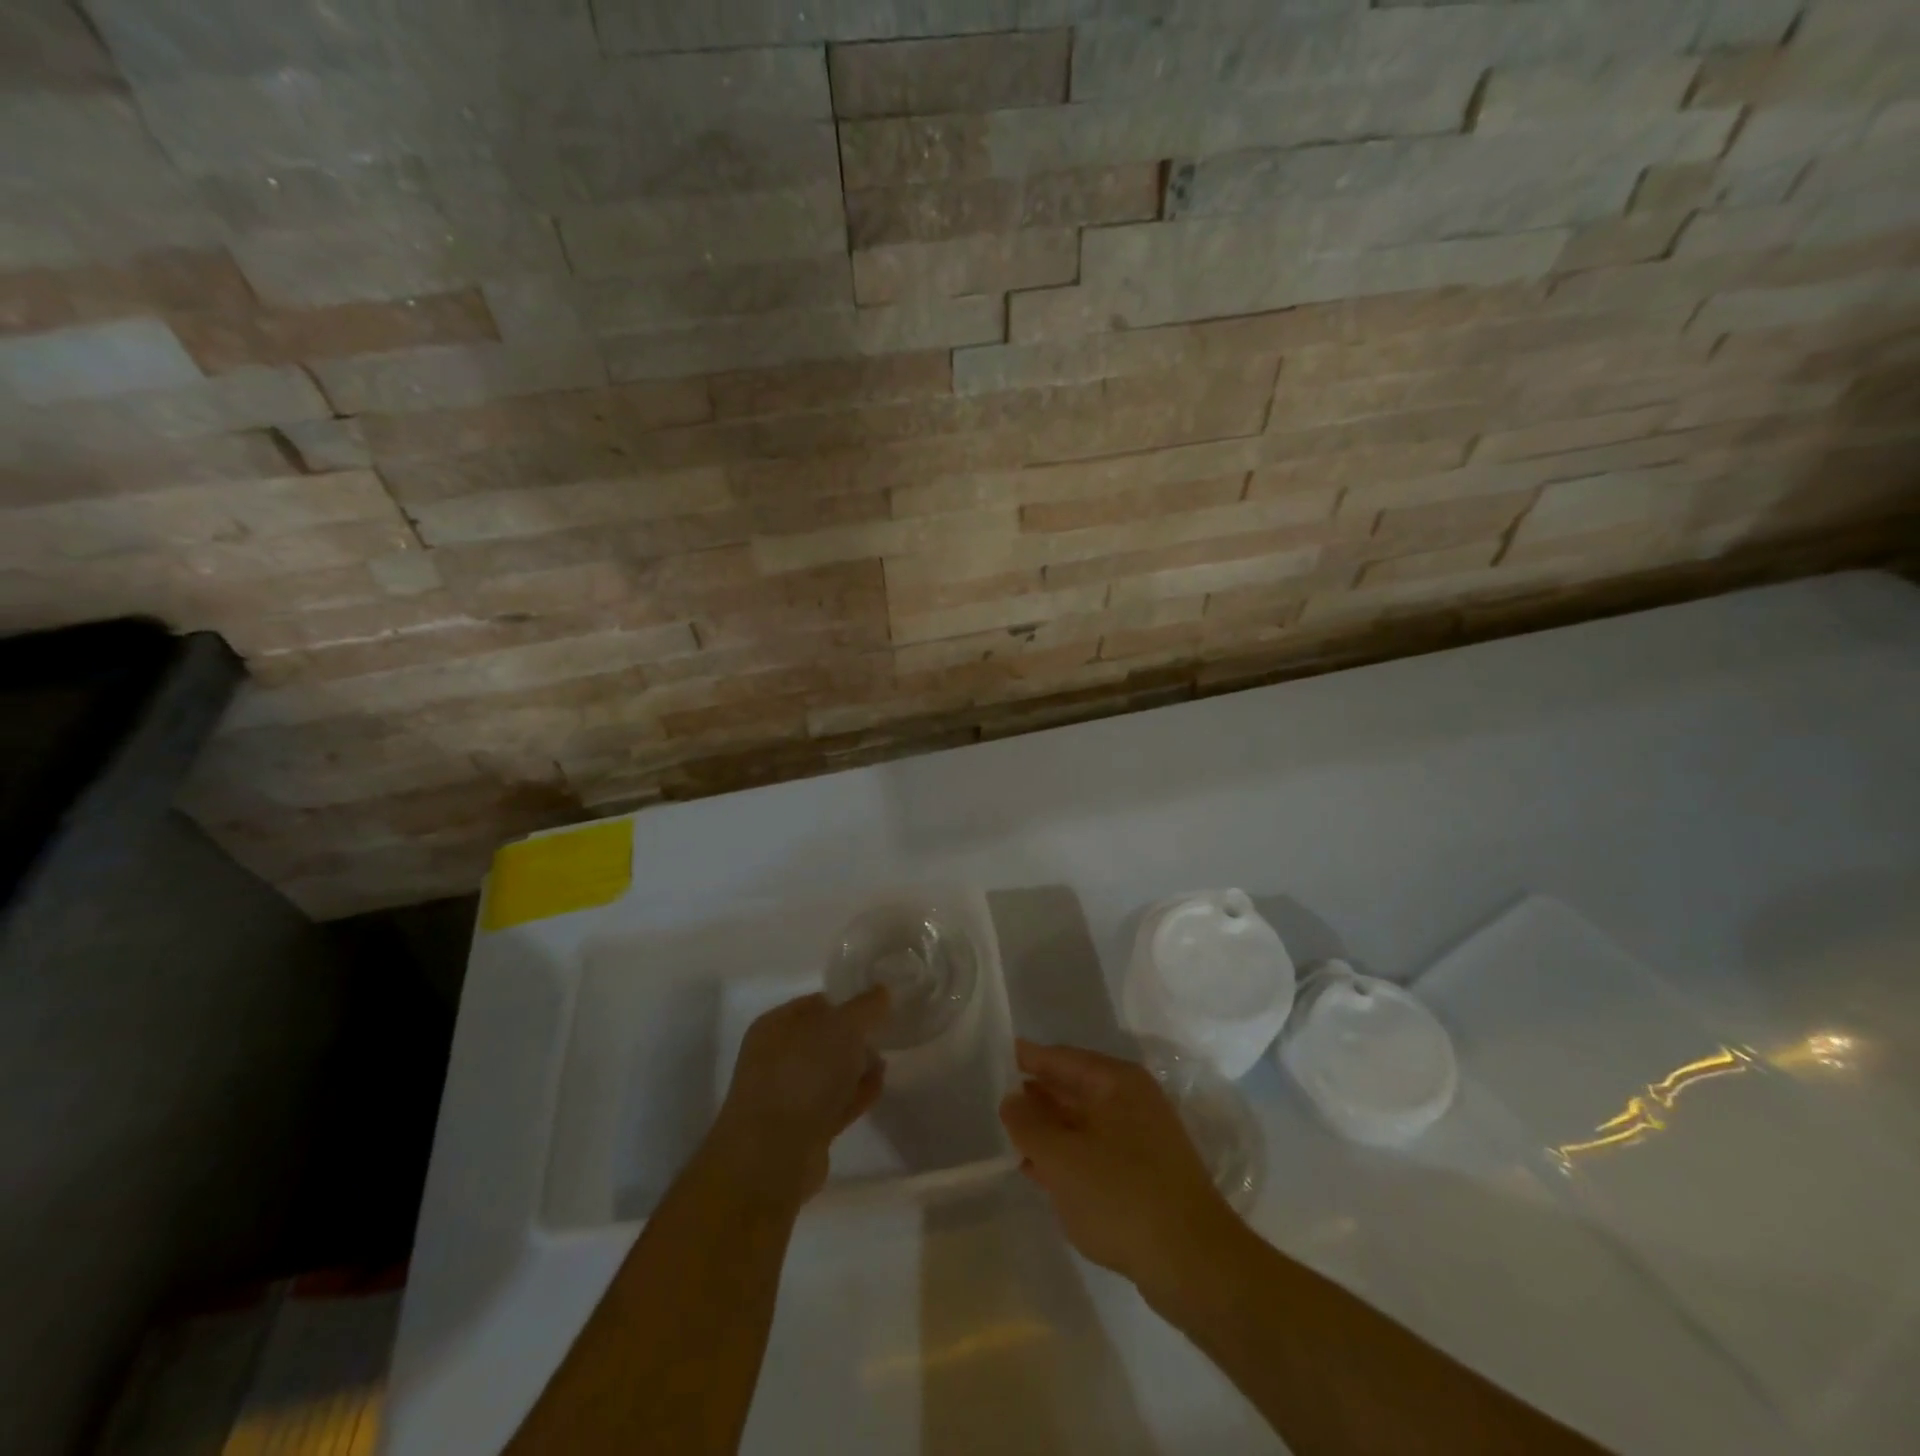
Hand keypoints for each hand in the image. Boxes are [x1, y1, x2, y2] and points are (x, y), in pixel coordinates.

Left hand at [713, 988, 888, 1202]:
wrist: (773, 1156)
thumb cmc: (804, 1075)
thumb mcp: (842, 1027)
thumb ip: (866, 1007)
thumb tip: (882, 992)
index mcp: (775, 1025)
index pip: (816, 1003)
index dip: (847, 1001)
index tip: (879, 1005)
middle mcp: (776, 1057)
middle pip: (823, 1039)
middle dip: (855, 1037)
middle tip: (884, 1034)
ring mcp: (787, 1096)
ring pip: (829, 1073)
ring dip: (857, 1067)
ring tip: (885, 1062)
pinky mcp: (802, 1130)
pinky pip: (834, 1103)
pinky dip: (855, 1094)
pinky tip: (878, 1088)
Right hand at [999, 1040, 1240, 1293]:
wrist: (1193, 1264)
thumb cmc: (1121, 1196)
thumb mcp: (1062, 1159)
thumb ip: (1029, 1125)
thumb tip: (1011, 1099)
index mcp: (1116, 1081)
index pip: (1061, 1058)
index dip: (1027, 1058)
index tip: (993, 1057)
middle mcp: (1131, 1100)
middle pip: (1073, 1087)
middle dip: (1036, 1095)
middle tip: (994, 1099)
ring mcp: (1141, 1138)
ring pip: (1082, 1122)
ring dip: (1048, 1128)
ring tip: (1009, 1135)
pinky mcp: (1143, 1174)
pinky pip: (1093, 1152)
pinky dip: (1066, 1156)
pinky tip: (1038, 1170)